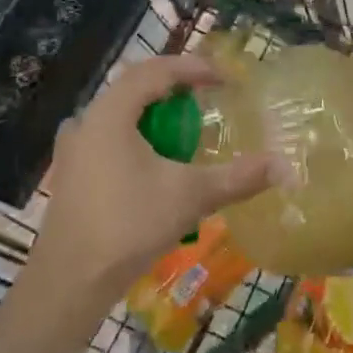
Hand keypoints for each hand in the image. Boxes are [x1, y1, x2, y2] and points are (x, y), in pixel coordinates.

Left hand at [31, 54, 279, 299]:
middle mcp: (87, 119)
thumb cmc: (128, 228)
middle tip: (207, 95)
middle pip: (135, 85)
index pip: (156, 70)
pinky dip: (136, 134)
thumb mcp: (190, 197)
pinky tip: (152, 159)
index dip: (194, 68)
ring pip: (119, 111)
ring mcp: (73, 147)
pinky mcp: (70, 172)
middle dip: (174, 86)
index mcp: (111, 112)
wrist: (68, 285)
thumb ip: (238, 178)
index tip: (226, 78)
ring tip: (184, 125)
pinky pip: (108, 134)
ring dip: (154, 111)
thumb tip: (284, 166)